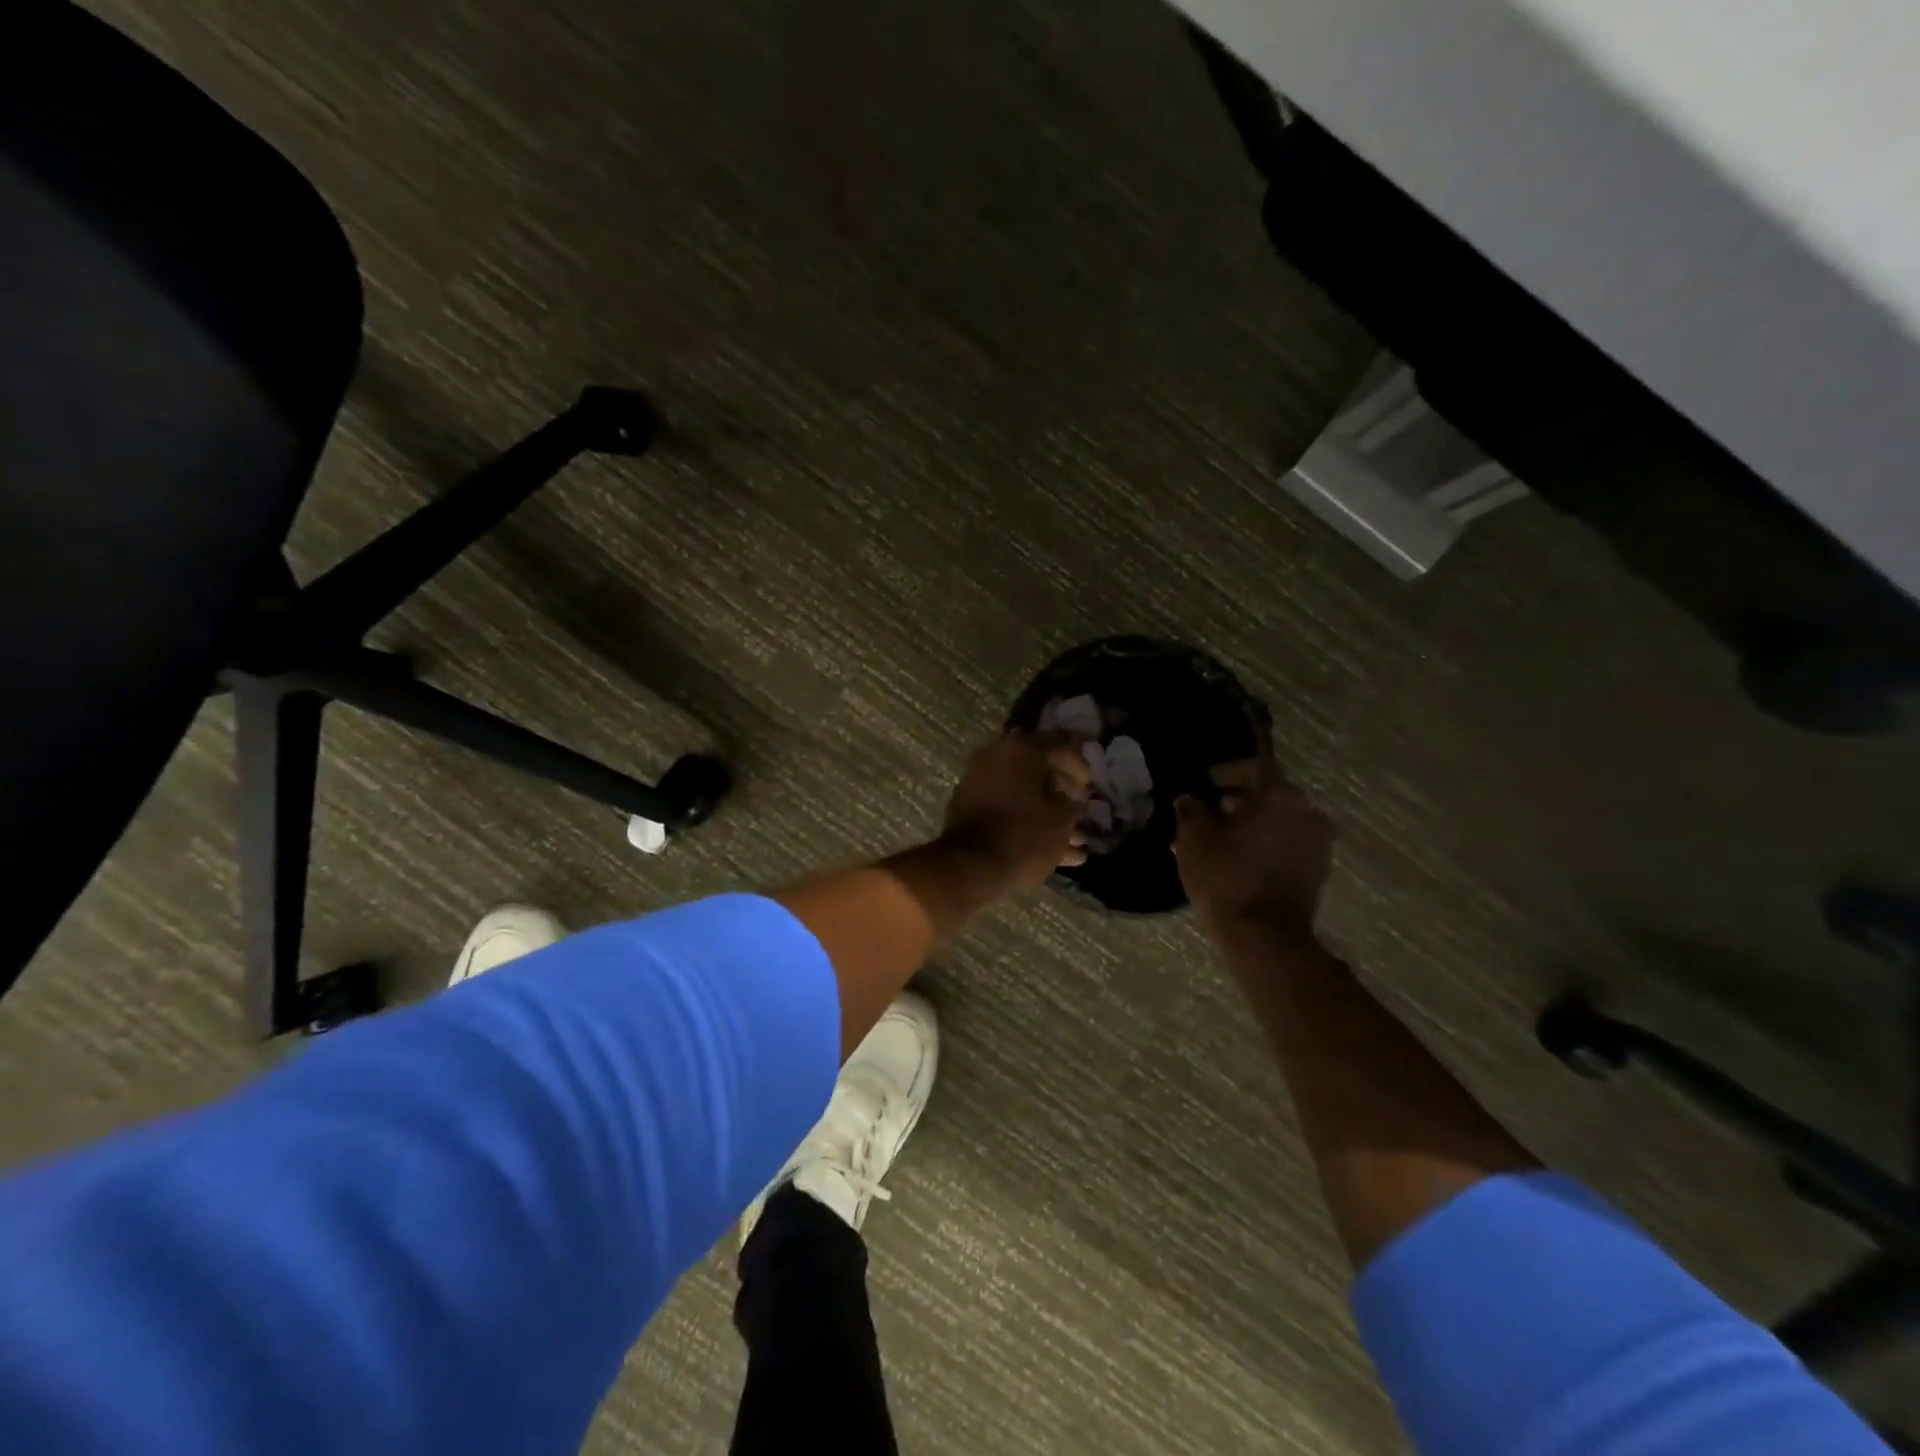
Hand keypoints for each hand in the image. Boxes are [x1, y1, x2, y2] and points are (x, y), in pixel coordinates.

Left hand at [939, 731, 1092, 888]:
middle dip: (1061, 788)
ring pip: (1021, 793)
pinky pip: (1005, 809)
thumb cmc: (1025, 835)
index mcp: (1021, 750)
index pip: (1057, 743)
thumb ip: (1072, 804)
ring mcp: (978, 782)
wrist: (971, 865)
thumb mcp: (1061, 820)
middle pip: (1036, 768)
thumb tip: (1073, 801)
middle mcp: (996, 757)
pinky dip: (1026, 822)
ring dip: (1047, 812)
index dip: (1078, 763)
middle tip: (1078, 804)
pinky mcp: (967, 808)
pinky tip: (1054, 851)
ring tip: (1076, 840)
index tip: (1090, 784)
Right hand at [1175, 751, 1333, 942]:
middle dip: (1238, 799)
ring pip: (1279, 819)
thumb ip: (1191, 810)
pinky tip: (1239, 857)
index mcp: (1280, 795)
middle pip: (1269, 793)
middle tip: (1207, 813)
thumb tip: (1189, 799)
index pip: (1253, 765)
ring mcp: (1318, 841)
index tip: (1204, 783)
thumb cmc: (1226, 878)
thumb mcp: (1193, 839)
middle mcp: (1307, 811)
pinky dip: (1267, 843)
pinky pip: (1288, 842)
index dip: (1226, 772)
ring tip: (1220, 838)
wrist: (1264, 937)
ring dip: (1253, 823)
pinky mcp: (1318, 869)